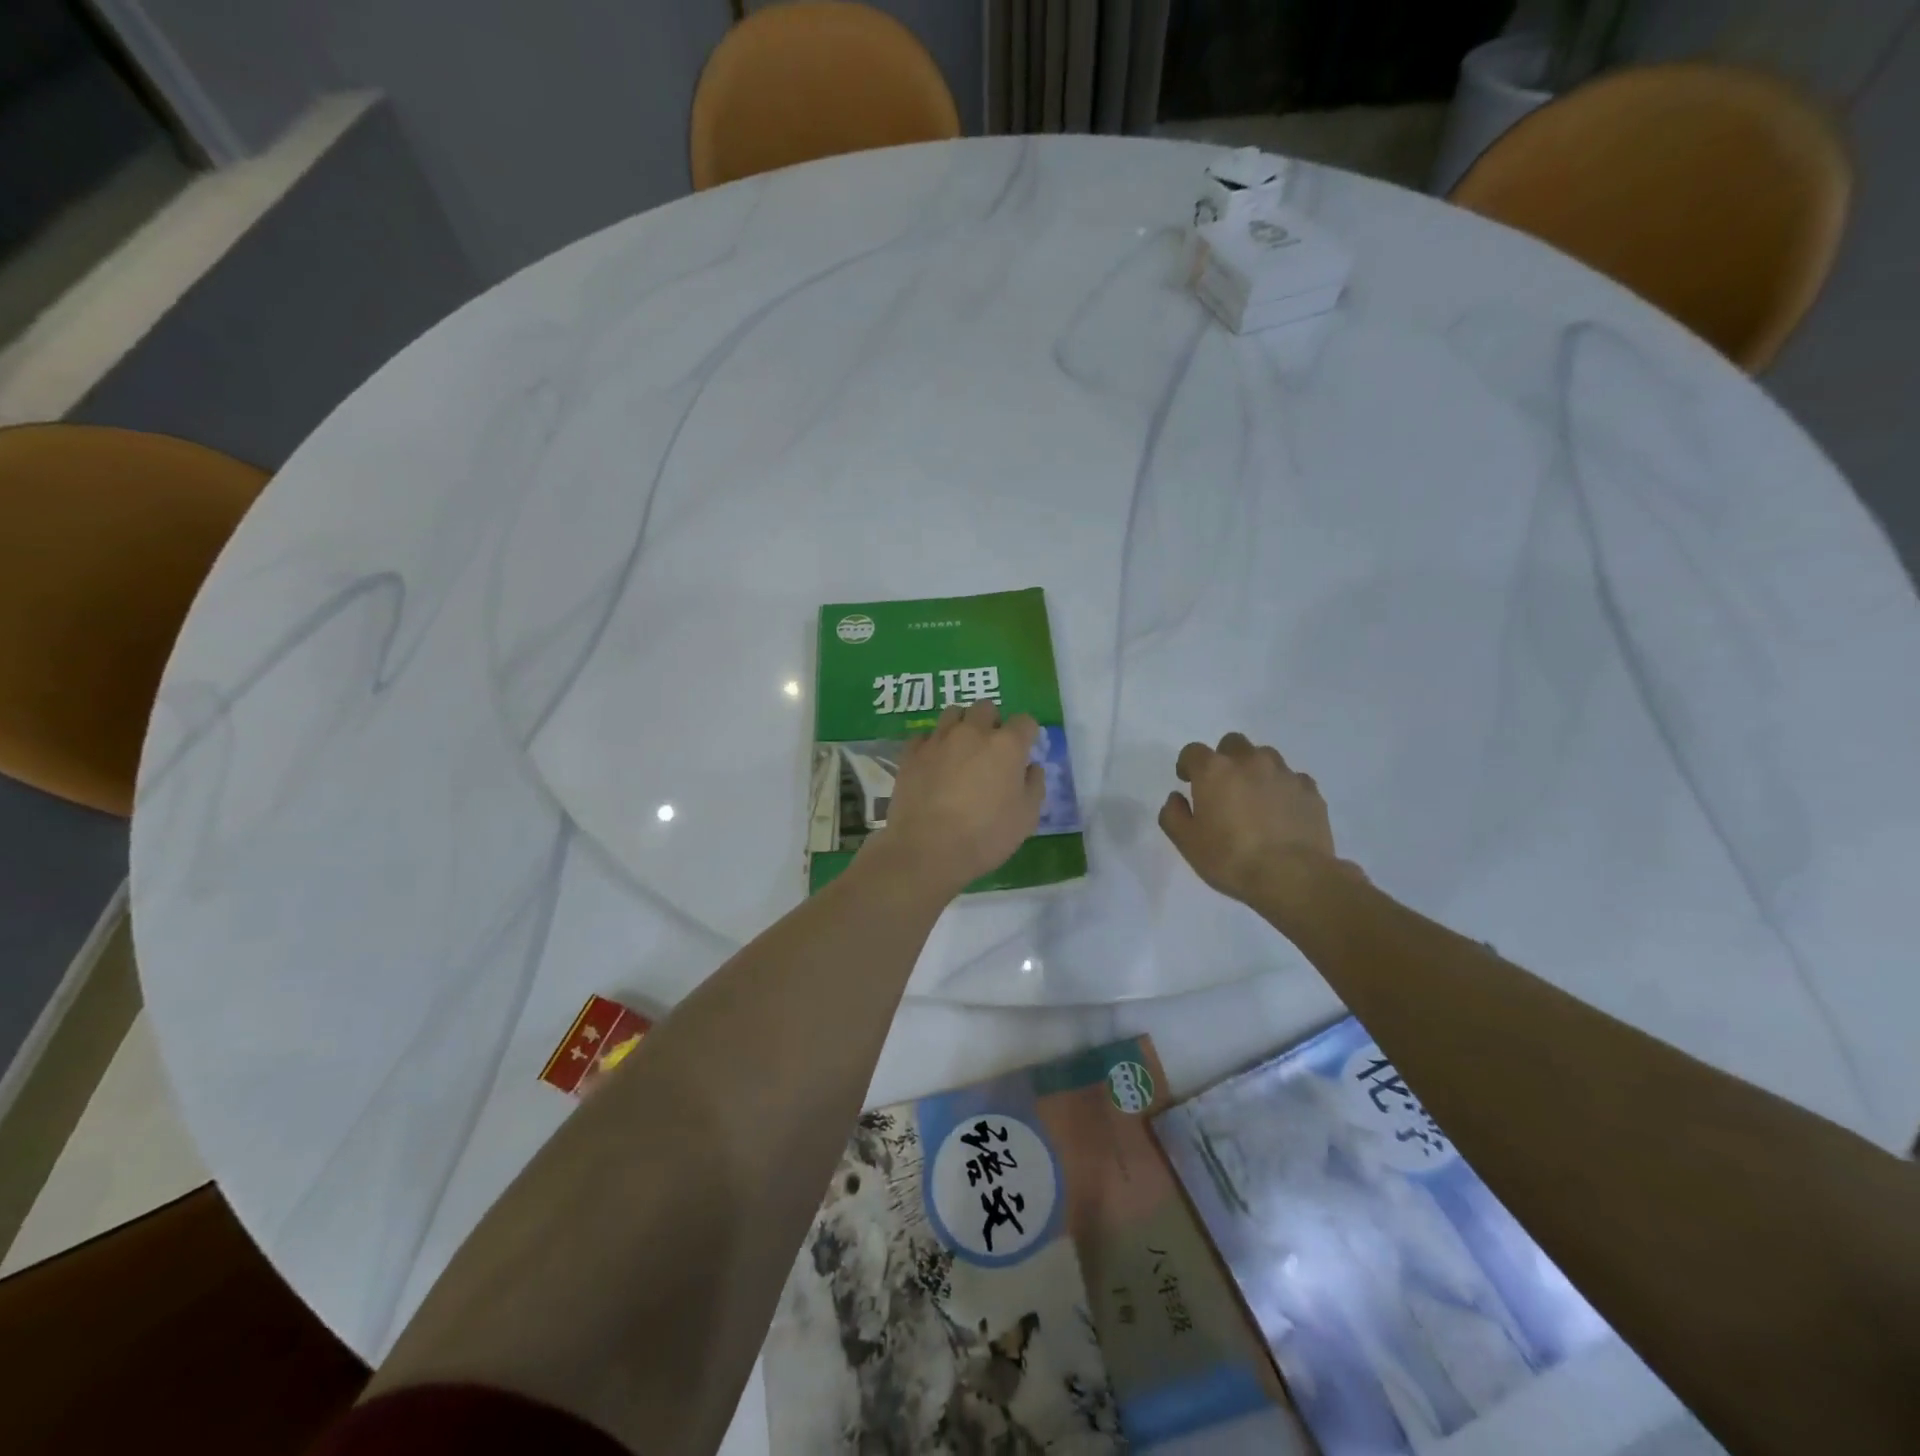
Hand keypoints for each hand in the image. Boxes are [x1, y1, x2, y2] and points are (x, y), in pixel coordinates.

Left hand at [865, 702, 1045, 899]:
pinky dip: (932, 744)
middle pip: (986, 708)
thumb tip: (1031, 767)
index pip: (1025, 721)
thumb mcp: (1027, 818)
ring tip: (960, 749)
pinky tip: (933, 763)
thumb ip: (1034, 785)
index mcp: (1007, 745)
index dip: (1026, 735)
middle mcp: (973, 732)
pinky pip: (925, 735)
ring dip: (961, 725)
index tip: (1023, 752)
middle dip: (992, 722)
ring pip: (953, 713)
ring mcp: (939, 739)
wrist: (928, 849)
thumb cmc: (986, 836)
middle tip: (990, 749)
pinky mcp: (911, 753)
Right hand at [1159, 733, 1350, 906]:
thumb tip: (1176, 798)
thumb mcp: (1187, 843)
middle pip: (1232, 743)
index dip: (1188, 765)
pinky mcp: (1310, 790)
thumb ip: (1173, 814)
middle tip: (1223, 787)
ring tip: (1255, 798)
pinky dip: (1283, 789)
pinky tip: (1282, 812)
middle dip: (1224, 759)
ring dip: (1255, 770)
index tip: (1188, 781)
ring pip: (1265, 757)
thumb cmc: (1231, 858)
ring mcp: (1284, 773)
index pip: (1193, 751)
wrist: (1293, 877)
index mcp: (1214, 771)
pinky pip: (1292, 779)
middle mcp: (1249, 762)